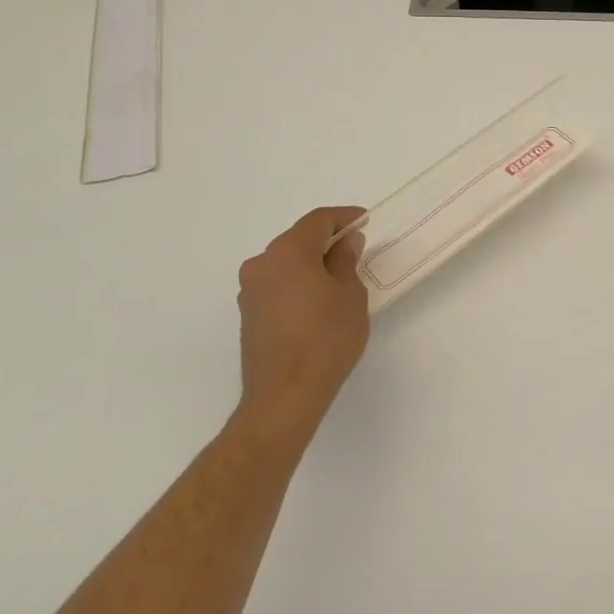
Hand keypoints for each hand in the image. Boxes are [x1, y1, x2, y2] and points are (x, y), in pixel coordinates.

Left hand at [230, 205, 370, 450]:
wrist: (284, 396)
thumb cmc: (326, 338)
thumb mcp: (350, 294)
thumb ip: (346, 261)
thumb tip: (344, 243)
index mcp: (288, 252)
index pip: (319, 220)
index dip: (345, 217)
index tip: (365, 221)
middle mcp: (262, 264)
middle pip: (298, 240)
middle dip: (327, 241)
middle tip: (356, 251)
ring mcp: (250, 291)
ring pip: (286, 264)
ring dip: (310, 265)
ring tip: (338, 281)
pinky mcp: (248, 315)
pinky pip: (277, 286)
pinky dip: (297, 285)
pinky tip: (317, 304)